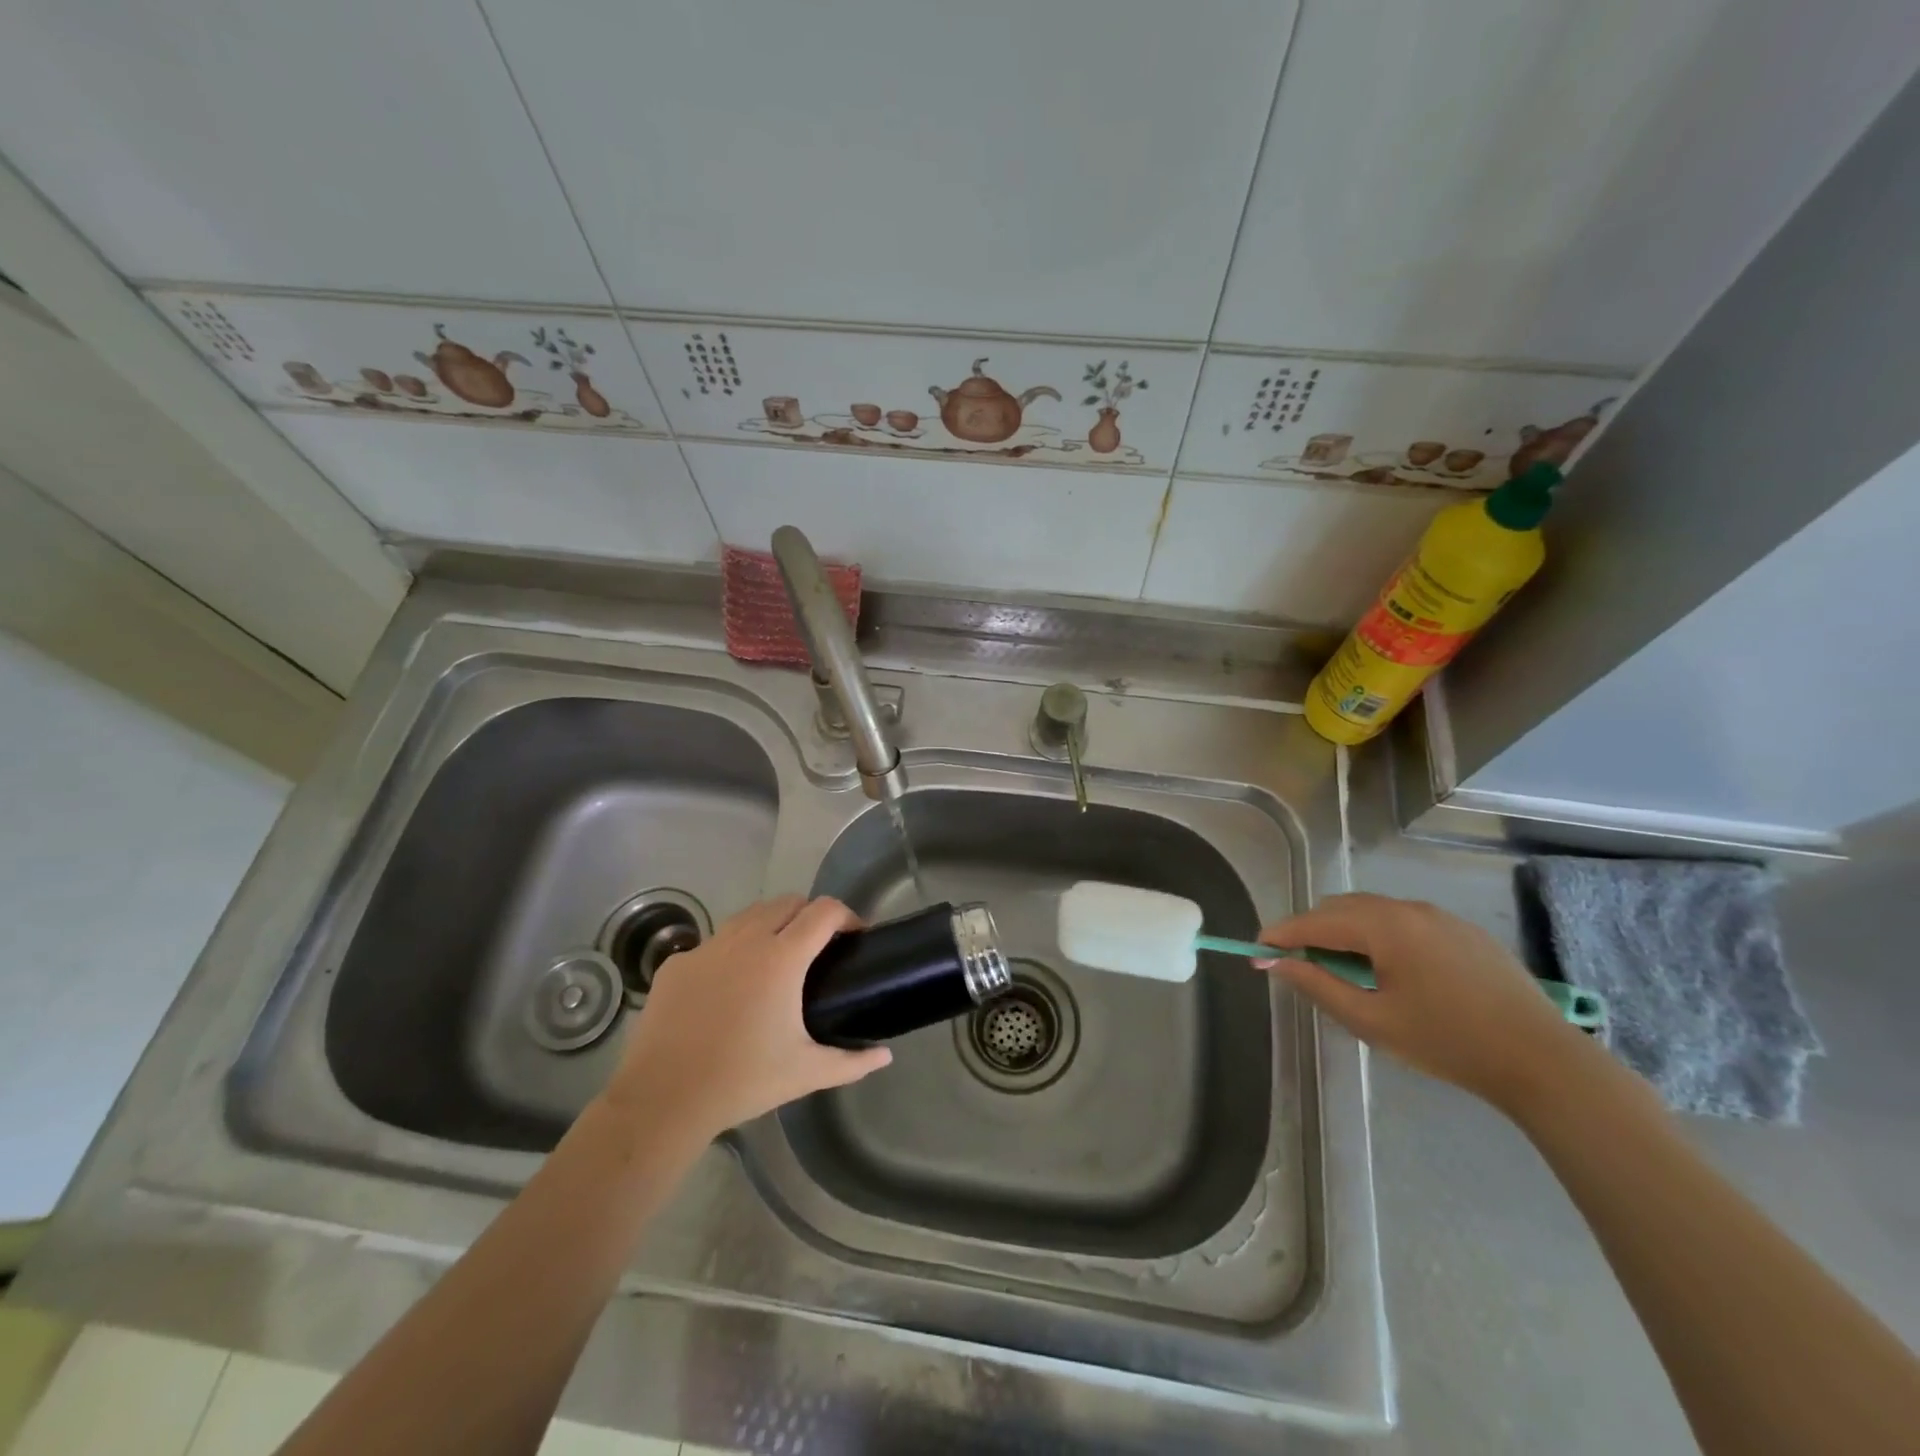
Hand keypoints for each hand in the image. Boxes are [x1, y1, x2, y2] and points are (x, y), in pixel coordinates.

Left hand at [604, 895, 891, 1138]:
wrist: (663, 1099)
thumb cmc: (743, 1080)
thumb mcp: (806, 1073)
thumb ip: (852, 1062)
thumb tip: (885, 1055)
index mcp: (782, 957)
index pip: (825, 911)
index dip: (847, 916)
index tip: (855, 937)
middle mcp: (746, 939)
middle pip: (788, 901)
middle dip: (810, 914)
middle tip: (819, 949)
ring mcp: (707, 947)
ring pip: (749, 915)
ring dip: (771, 924)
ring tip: (776, 960)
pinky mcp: (677, 963)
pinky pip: (714, 943)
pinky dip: (731, 952)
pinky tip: (729, 988)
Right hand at [1258, 892, 1585, 1110]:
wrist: (1543, 1061)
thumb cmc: (1449, 1043)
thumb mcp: (1372, 1021)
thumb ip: (1318, 985)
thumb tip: (1275, 962)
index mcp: (1385, 926)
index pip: (1315, 922)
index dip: (1281, 934)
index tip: (1256, 948)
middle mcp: (1409, 908)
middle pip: (1341, 908)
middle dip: (1311, 930)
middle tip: (1296, 964)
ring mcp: (1439, 916)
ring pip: (1372, 911)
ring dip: (1345, 931)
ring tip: (1339, 968)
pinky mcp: (1463, 930)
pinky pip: (1403, 920)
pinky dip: (1378, 934)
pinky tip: (1387, 969)